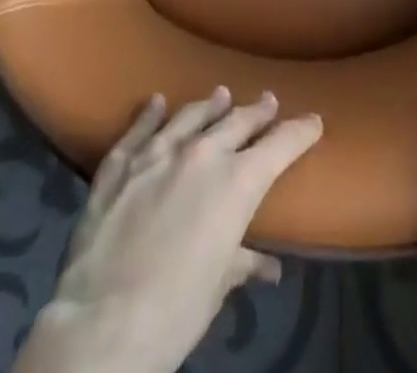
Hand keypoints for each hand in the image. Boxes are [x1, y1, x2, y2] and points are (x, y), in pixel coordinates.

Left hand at [15, 88, 321, 372]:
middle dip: (257, 112)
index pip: (280, 146)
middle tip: (269, 101)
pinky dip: (149, 114)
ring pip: (191, 116)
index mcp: (236, 182)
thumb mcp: (217, 287)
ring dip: (209, 105)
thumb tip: (269, 267)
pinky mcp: (120, 164)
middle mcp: (201, 154)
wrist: (102, 323)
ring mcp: (157, 153)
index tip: (313, 121)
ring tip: (221, 94)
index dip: (300, 131)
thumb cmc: (174, 312)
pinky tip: (156, 101)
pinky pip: (139, 129)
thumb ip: (242, 262)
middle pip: (237, 122)